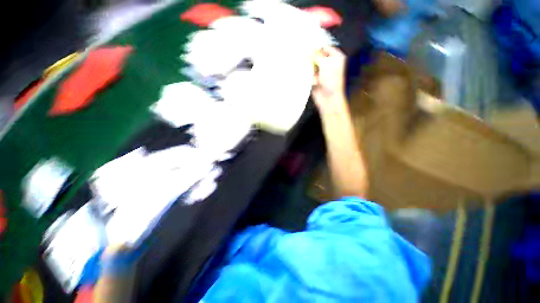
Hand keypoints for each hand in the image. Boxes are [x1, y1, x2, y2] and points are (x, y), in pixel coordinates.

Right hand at [312, 46, 346, 113]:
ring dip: (311, 68)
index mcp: (336, 58)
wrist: (328, 98)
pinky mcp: (316, 80)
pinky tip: (314, 81)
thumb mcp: (325, 64)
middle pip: (318, 57)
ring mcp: (322, 73)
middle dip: (312, 58)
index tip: (309, 46)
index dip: (318, 47)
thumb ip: (316, 55)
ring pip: (312, 66)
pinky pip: (310, 75)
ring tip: (314, 73)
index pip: (326, 48)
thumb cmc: (332, 81)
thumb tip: (308, 50)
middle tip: (305, 55)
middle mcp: (329, 64)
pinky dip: (310, 77)